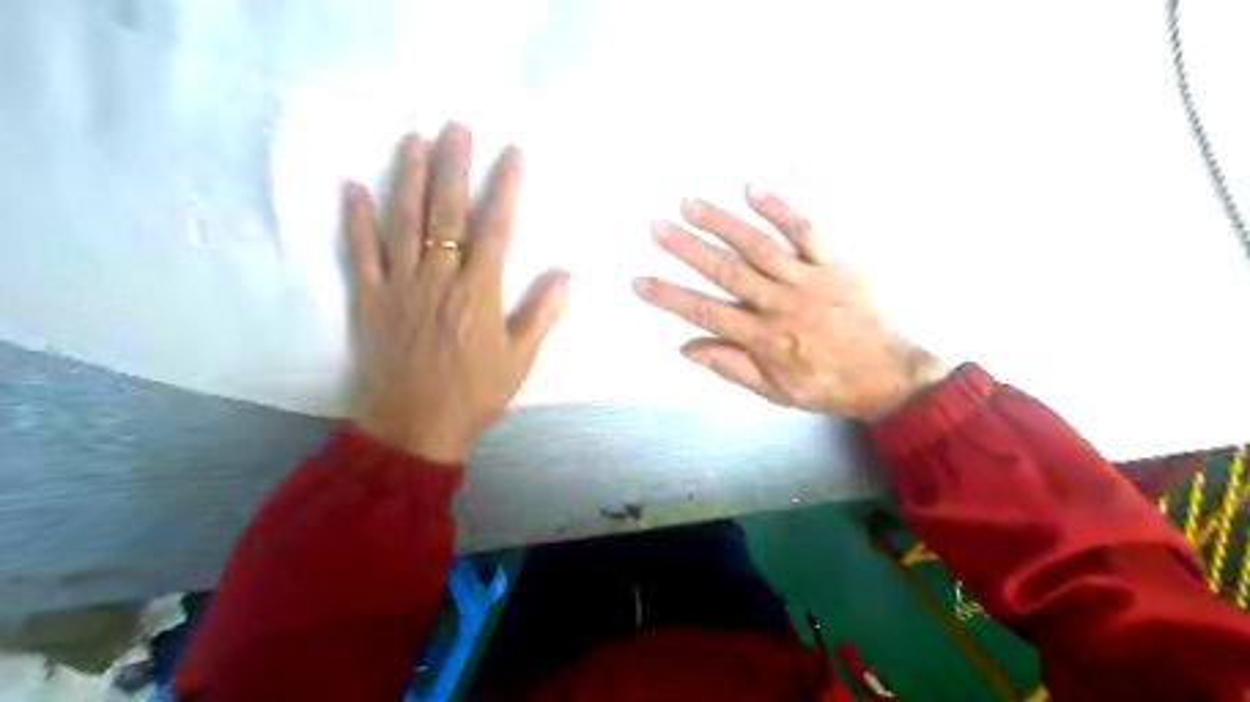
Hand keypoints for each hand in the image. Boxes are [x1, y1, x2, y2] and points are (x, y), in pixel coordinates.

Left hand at [342, 122, 573, 464]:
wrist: (415, 426)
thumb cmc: (474, 394)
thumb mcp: (520, 359)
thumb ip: (543, 313)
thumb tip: (569, 274)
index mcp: (478, 293)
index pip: (496, 228)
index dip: (506, 187)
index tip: (513, 154)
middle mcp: (438, 278)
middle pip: (446, 212)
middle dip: (455, 165)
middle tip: (458, 126)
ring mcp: (400, 285)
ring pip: (403, 221)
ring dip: (410, 177)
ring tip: (416, 138)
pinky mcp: (370, 298)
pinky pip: (360, 253)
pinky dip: (356, 219)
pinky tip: (355, 187)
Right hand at [637, 183, 947, 422]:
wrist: (887, 375)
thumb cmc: (825, 385)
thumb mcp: (773, 391)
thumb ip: (730, 366)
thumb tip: (685, 348)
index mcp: (763, 338)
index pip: (706, 313)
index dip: (670, 297)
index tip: (640, 280)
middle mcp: (780, 304)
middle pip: (726, 272)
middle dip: (687, 248)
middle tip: (656, 226)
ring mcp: (808, 279)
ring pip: (758, 247)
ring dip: (722, 223)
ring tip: (690, 203)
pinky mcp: (833, 263)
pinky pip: (806, 232)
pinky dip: (780, 209)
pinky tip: (753, 189)